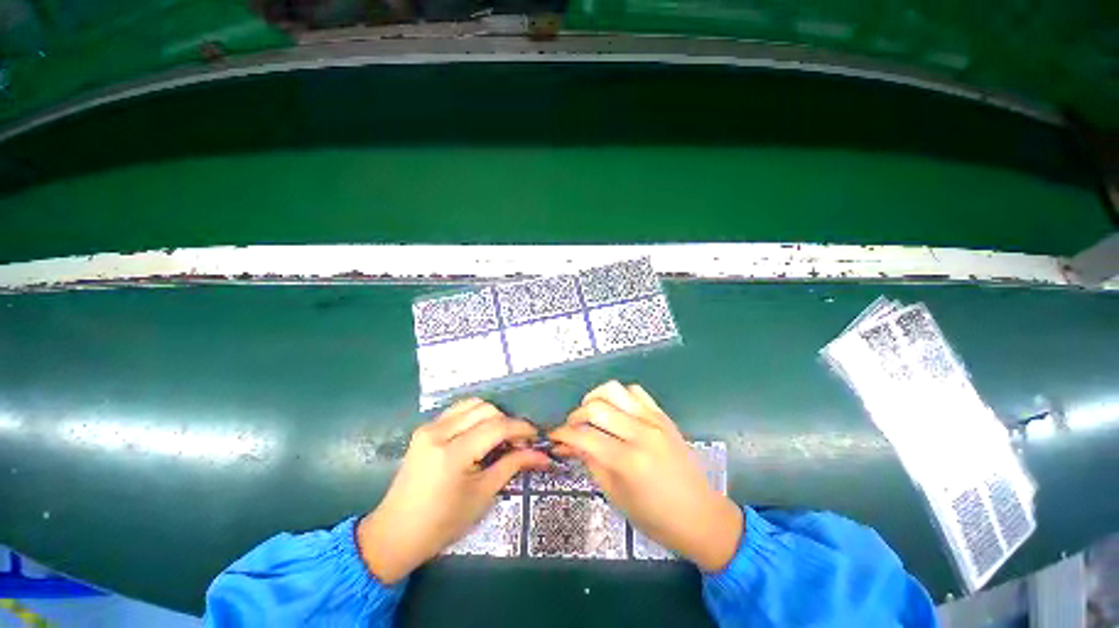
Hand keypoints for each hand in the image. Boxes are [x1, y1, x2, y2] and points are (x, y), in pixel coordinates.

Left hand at [356, 399, 549, 582]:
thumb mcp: (482, 495)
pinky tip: (480, 434)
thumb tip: (541, 455)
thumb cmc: (442, 524)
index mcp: (452, 454)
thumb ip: (512, 466)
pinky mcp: (425, 429)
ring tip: (500, 437)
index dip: (521, 429)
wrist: (395, 534)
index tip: (536, 437)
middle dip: (507, 422)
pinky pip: (458, 410)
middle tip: (517, 442)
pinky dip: (475, 416)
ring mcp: (429, 427)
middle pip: (486, 409)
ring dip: (492, 416)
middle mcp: (439, 432)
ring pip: (472, 404)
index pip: (497, 427)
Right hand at [550, 381, 742, 571]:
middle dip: (575, 415)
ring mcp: (654, 420)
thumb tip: (571, 443)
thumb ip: (591, 463)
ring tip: (591, 413)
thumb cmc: (656, 517)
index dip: (563, 433)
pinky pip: (636, 391)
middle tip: (572, 427)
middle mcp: (640, 434)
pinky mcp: (663, 415)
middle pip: (596, 407)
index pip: (584, 436)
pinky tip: (616, 409)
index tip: (554, 436)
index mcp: (627, 461)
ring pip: (614, 390)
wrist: (701, 516)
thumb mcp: (616, 496)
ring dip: (595, 397)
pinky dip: (619, 395)